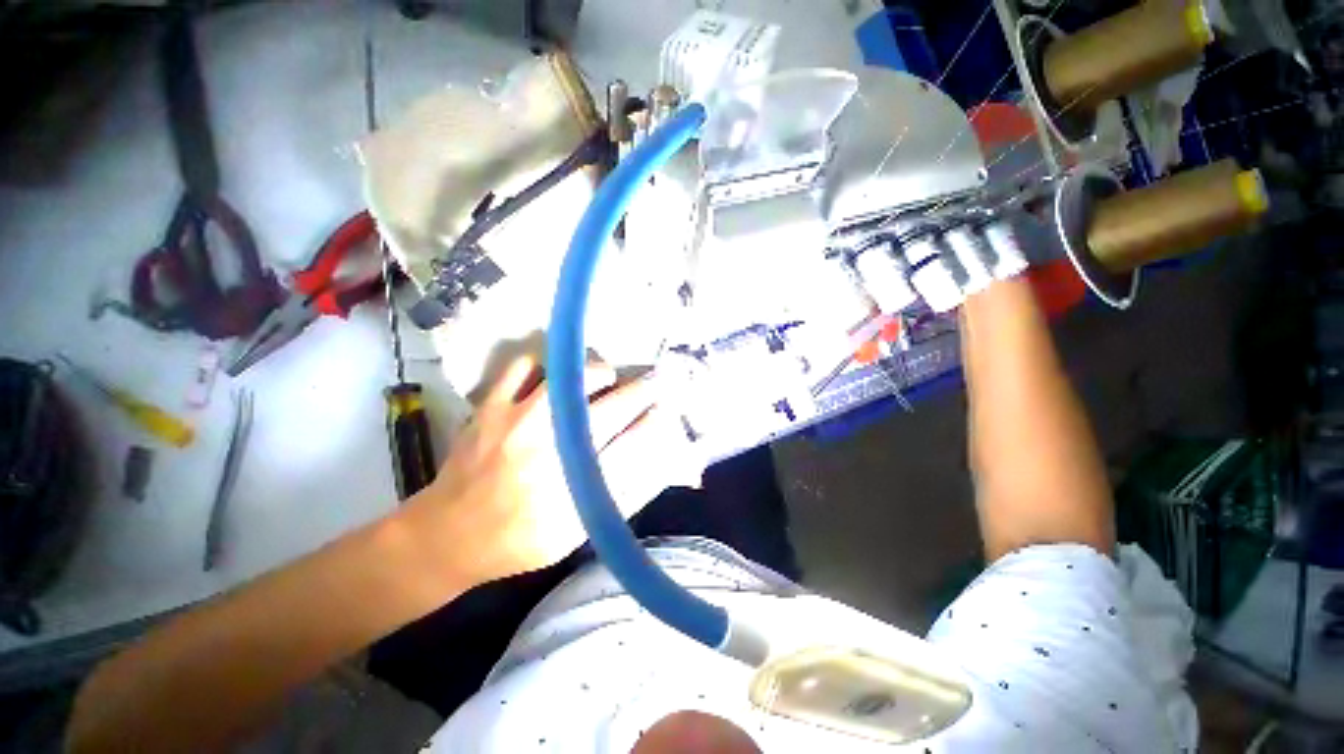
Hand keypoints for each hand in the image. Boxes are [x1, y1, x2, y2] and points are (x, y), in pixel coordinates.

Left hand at [402, 355, 702, 585]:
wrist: (446, 535)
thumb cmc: (518, 539)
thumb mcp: (576, 530)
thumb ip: (617, 495)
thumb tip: (656, 458)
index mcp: (574, 478)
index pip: (633, 437)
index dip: (656, 417)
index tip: (667, 406)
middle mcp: (553, 441)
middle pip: (614, 401)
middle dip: (641, 389)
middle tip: (649, 385)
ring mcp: (519, 417)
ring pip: (577, 374)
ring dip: (600, 375)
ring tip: (605, 383)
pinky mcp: (493, 405)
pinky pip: (527, 364)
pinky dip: (549, 365)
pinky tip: (557, 378)